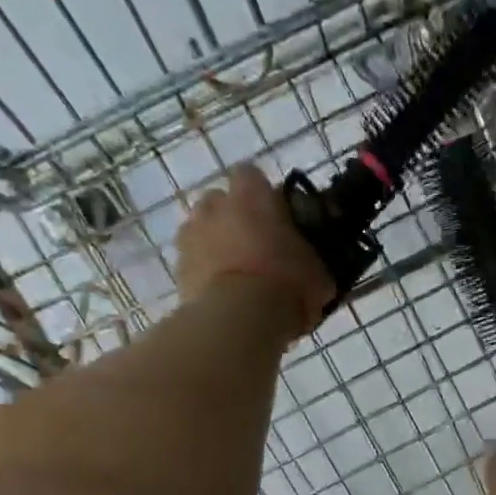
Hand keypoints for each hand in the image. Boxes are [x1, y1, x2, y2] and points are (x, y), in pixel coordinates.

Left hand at [175, 164, 332, 338]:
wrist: (239, 320)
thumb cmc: (286, 285)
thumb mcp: (318, 275)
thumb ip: (313, 262)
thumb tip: (317, 270)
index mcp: (251, 195)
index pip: (251, 175)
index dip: (262, 195)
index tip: (277, 218)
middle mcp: (214, 205)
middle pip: (220, 201)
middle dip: (233, 218)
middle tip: (256, 247)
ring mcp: (190, 236)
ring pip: (201, 230)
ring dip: (215, 245)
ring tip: (235, 274)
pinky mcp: (177, 269)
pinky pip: (191, 262)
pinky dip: (203, 273)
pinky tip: (222, 296)